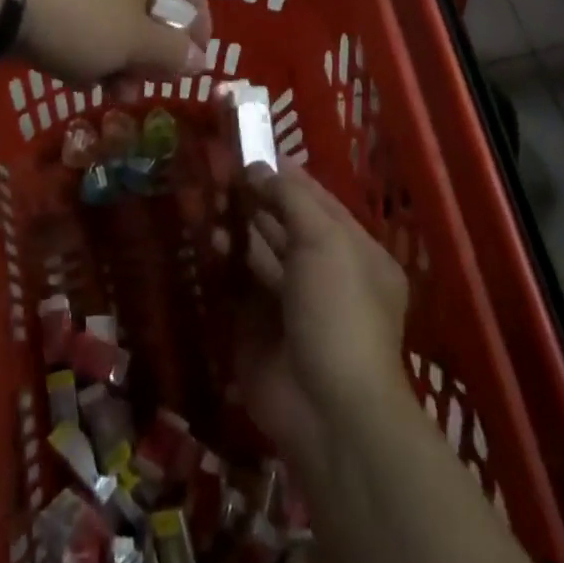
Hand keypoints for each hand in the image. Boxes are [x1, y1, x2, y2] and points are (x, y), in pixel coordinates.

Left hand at [17, 0, 210, 85]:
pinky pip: (82, 12)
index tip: (194, 55)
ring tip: (108, 93)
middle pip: (151, 1)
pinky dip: (87, 43)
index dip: (200, 17)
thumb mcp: (133, 44)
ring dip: (119, 56)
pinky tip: (74, 76)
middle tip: (145, 84)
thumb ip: (172, 53)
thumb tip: (199, 59)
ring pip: (115, 12)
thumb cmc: (81, 16)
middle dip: (151, 50)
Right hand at [230, 163, 409, 468]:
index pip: (317, 202)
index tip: (249, 152)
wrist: (327, 409)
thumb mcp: (325, 242)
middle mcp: (324, 273)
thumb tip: (259, 169)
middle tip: (217, 173)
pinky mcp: (259, 327)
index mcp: (355, 252)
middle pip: (286, 225)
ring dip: (237, 228)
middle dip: (255, 200)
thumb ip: (292, 200)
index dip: (285, 177)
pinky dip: (225, 262)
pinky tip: (208, 241)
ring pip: (260, 253)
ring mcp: (291, 302)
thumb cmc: (338, 312)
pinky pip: (239, 285)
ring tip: (208, 202)